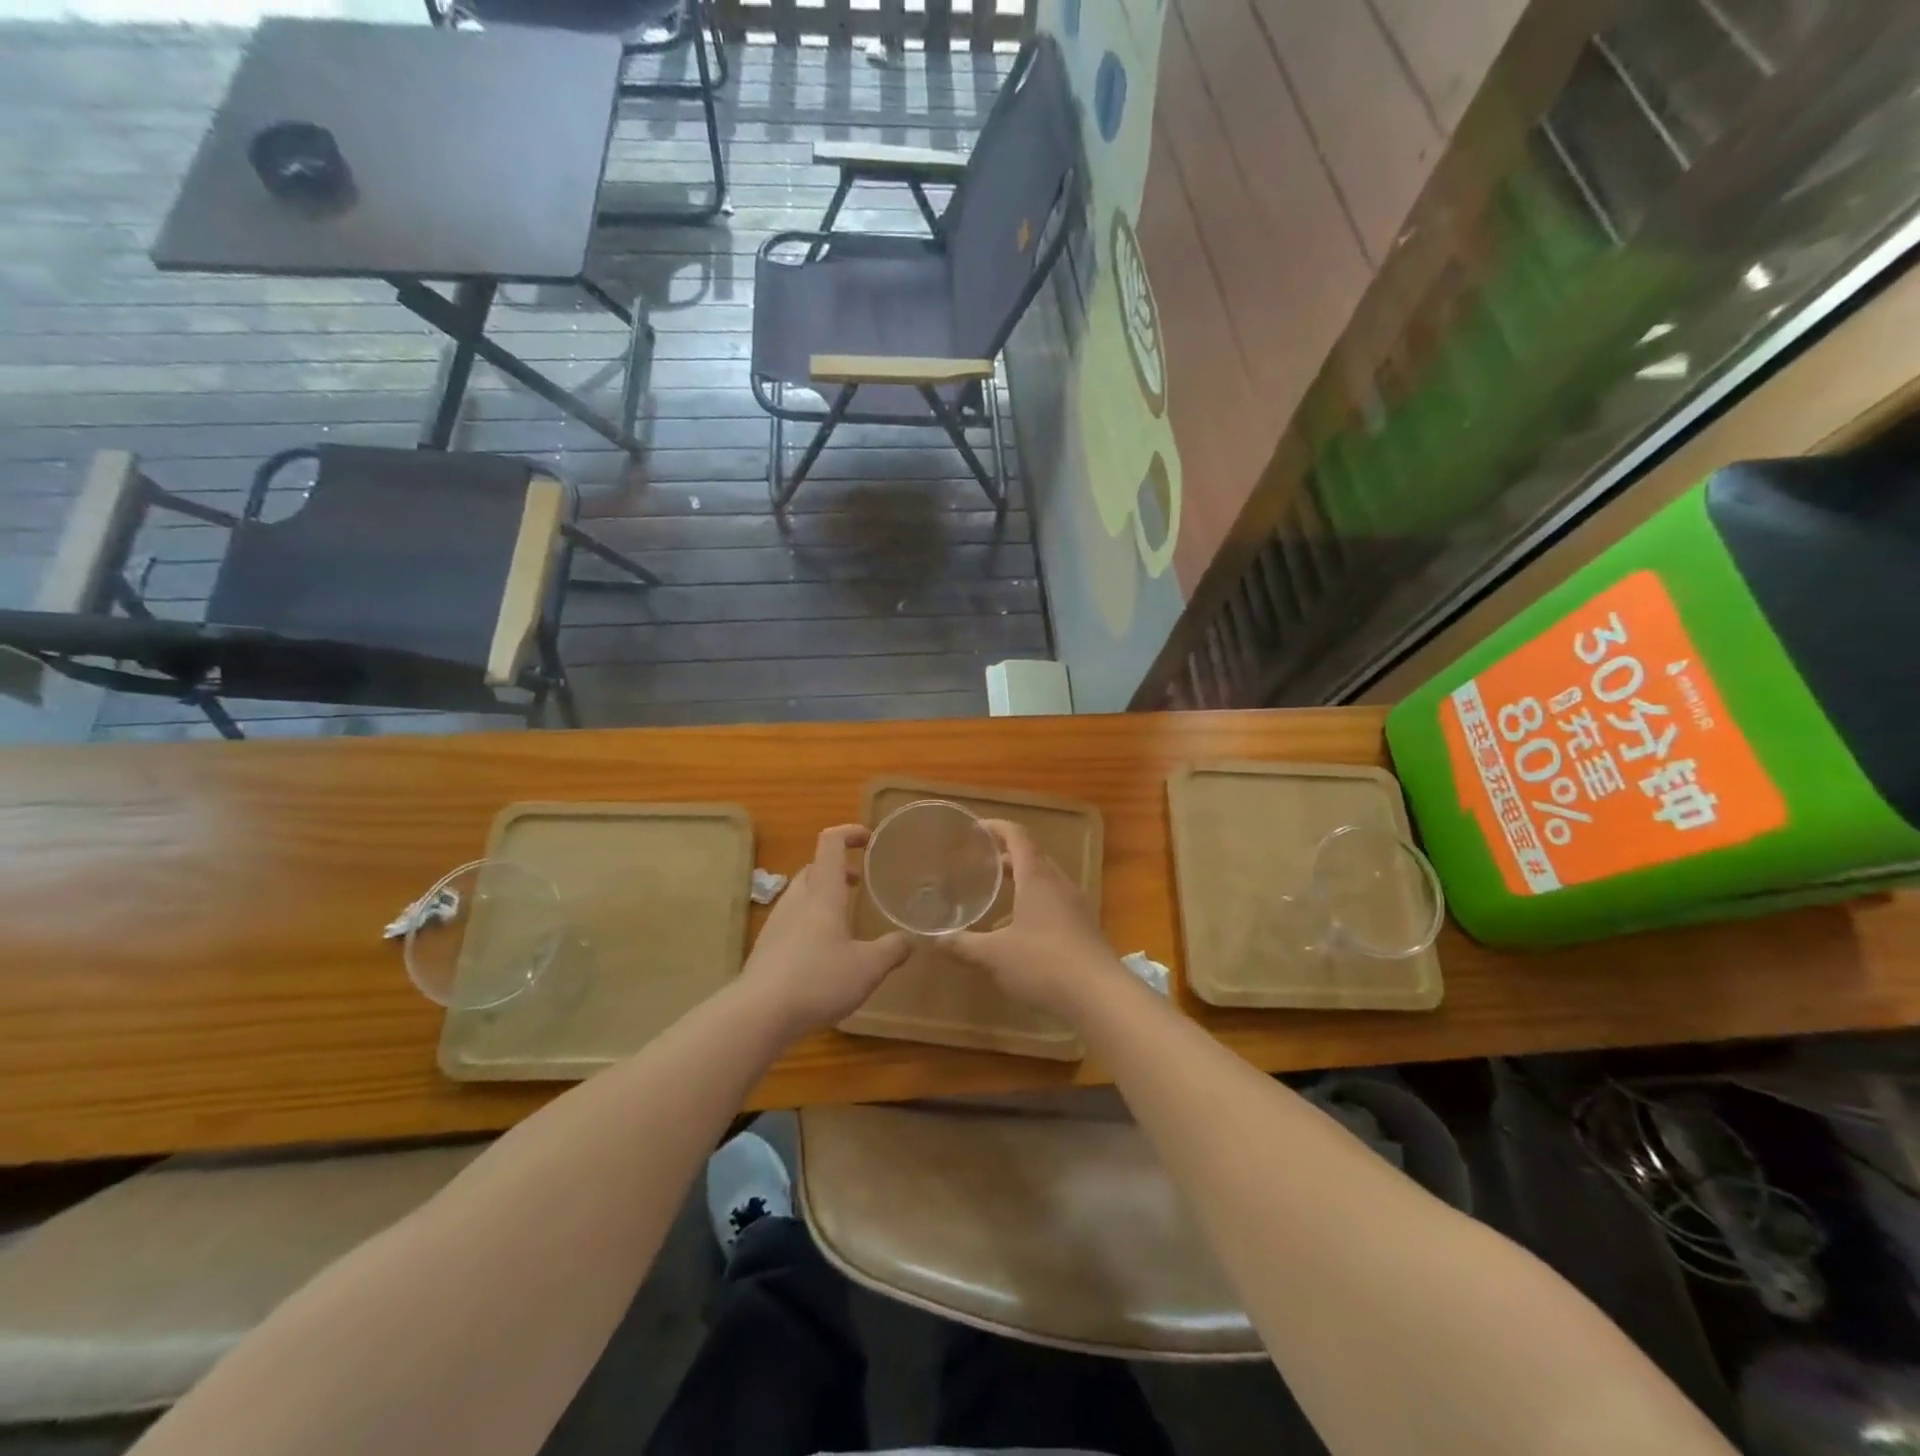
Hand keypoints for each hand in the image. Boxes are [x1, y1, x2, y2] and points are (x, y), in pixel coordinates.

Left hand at [740, 825, 910, 1037]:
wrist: (758, 1013)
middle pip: (814, 868)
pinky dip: (809, 922)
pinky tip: (822, 951)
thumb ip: (891, 950)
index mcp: (822, 894)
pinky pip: (791, 921)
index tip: (867, 838)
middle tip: (859, 883)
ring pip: (800, 895)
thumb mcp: (868, 967)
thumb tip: (909, 940)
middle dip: (838, 869)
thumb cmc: (818, 979)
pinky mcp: (766, 948)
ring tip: (843, 918)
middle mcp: (797, 901)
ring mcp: (776, 924)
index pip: (830, 844)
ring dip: (822, 896)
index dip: (848, 833)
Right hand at [949, 819, 1121, 1018]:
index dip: (997, 827)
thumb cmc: (1043, 963)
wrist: (1100, 996)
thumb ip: (963, 945)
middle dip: (1007, 856)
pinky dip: (1036, 903)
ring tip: (998, 895)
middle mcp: (1059, 883)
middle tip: (981, 863)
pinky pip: (1056, 903)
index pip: (1018, 837)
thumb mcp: (994, 955)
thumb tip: (934, 939)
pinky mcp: (1084, 928)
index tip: (977, 828)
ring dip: (1023, 881)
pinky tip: (1021, 931)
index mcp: (1036, 877)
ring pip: (1046, 881)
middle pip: (1033, 856)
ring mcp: (1076, 905)